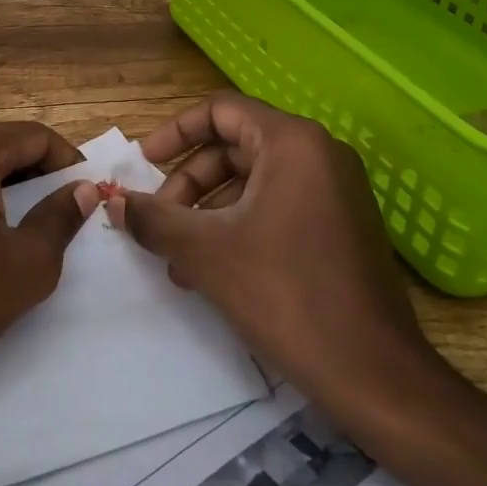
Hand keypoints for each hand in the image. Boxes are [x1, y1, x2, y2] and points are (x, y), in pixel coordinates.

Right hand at [110, 92, 486, 485]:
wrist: (375, 374)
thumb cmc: (286, 295)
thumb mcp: (206, 252)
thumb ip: (153, 219)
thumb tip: (111, 200)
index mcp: (292, 143)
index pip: (221, 111)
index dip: (175, 132)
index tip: (144, 163)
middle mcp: (319, 154)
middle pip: (235, 147)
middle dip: (188, 183)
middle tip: (159, 220)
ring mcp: (335, 191)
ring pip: (253, 181)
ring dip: (208, 211)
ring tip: (177, 258)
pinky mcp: (341, 225)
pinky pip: (277, 206)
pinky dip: (238, 226)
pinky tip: (210, 271)